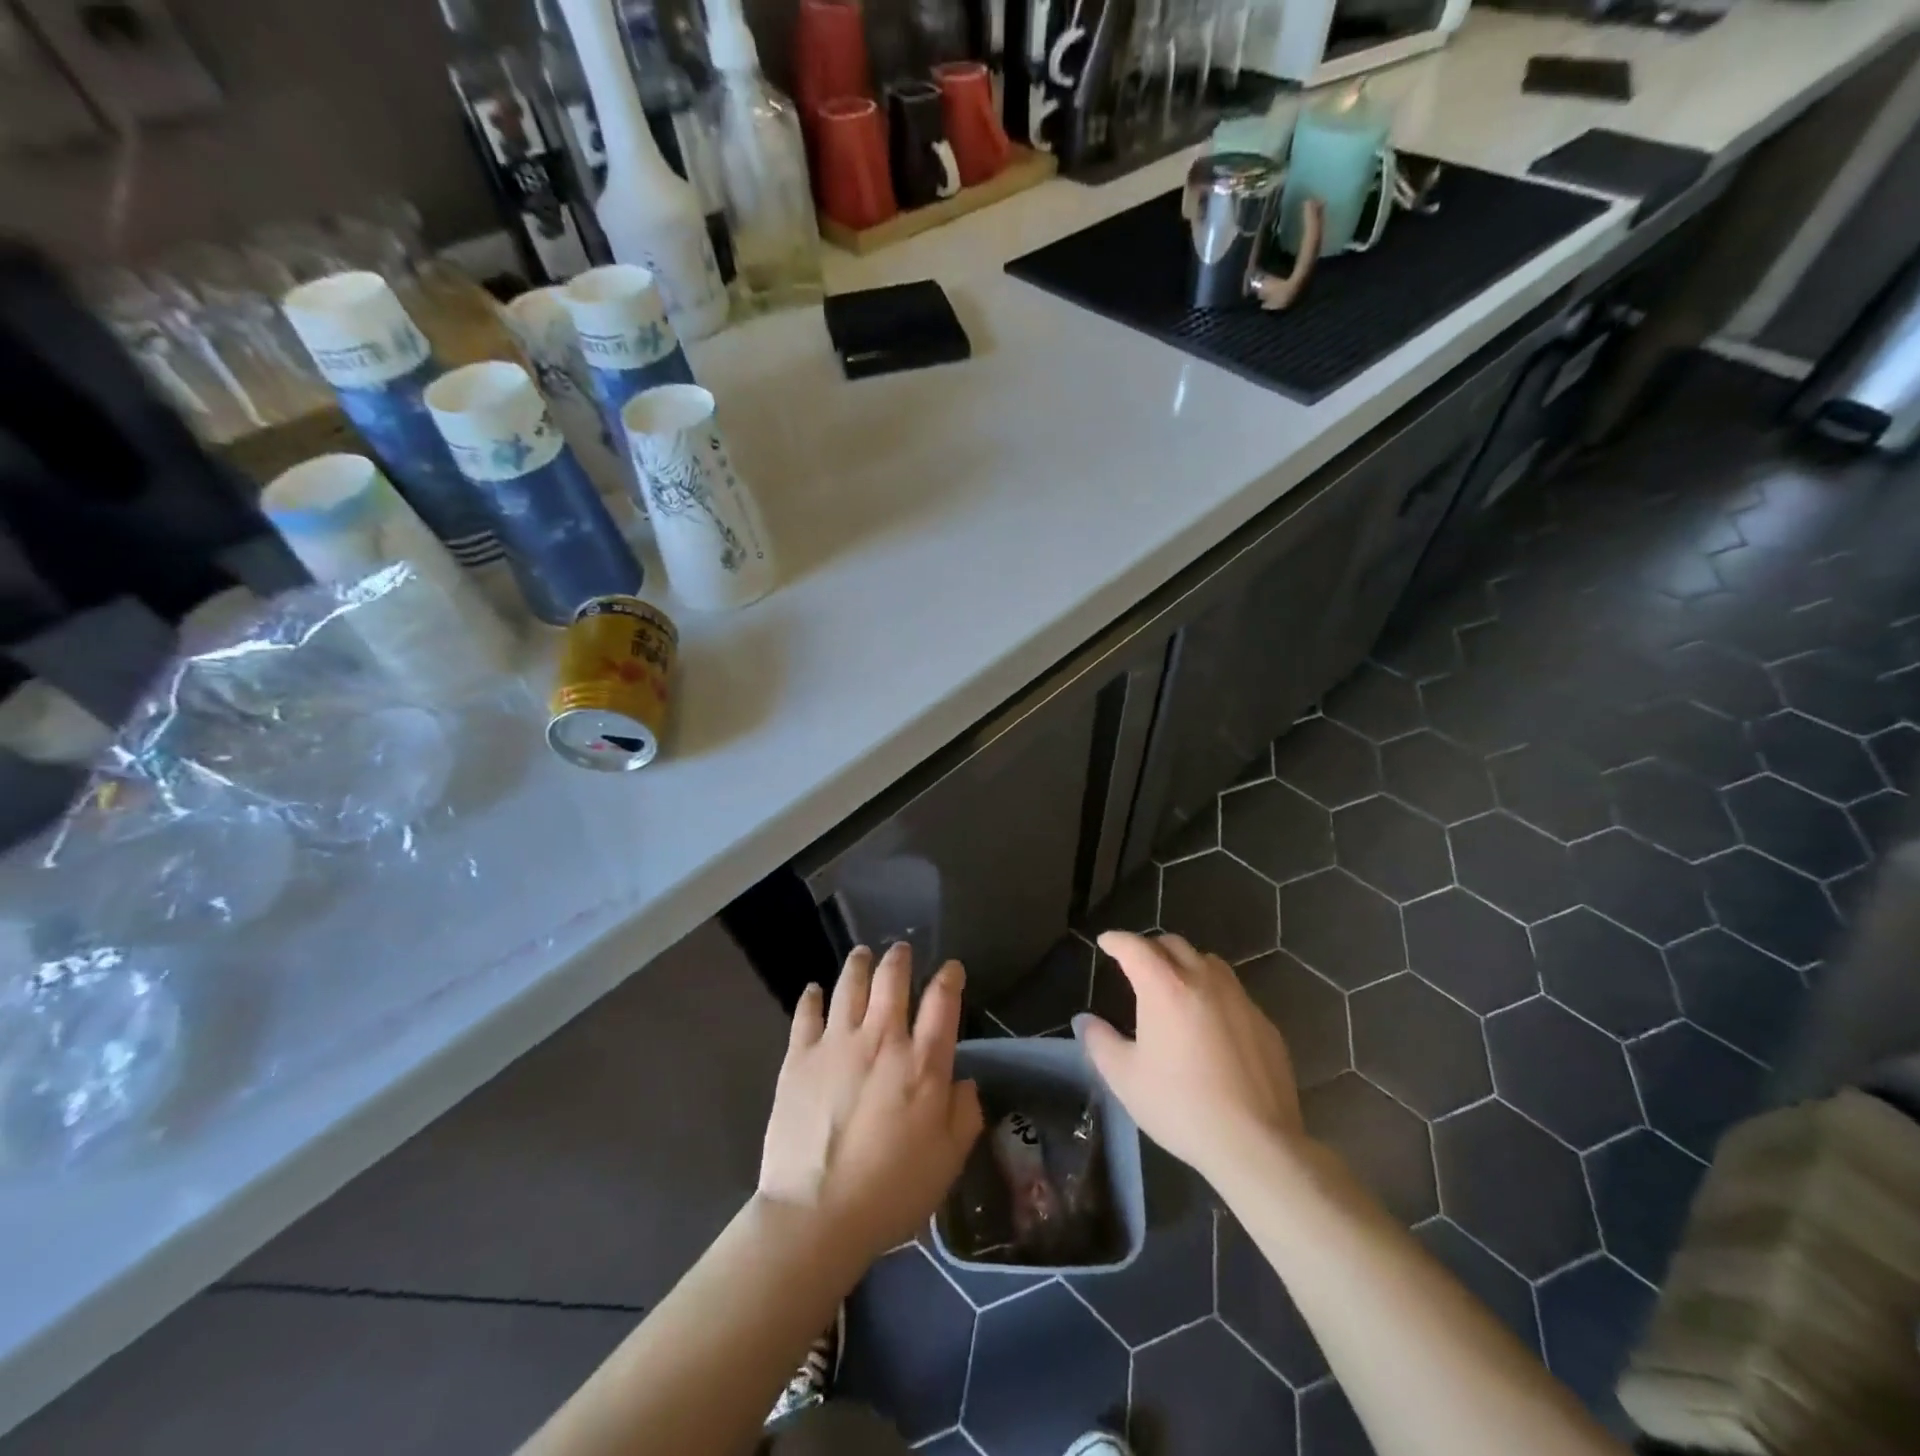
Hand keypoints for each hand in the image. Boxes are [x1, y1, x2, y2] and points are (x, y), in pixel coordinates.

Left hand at [757, 943, 984, 1266]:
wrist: (816, 1214)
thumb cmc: (891, 1191)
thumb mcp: (948, 1161)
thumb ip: (965, 1114)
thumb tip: (964, 1082)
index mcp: (922, 1063)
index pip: (942, 1001)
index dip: (949, 977)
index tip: (951, 969)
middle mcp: (882, 1039)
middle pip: (892, 979)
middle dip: (899, 959)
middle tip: (901, 950)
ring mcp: (837, 1043)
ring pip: (849, 984)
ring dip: (858, 964)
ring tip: (862, 955)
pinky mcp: (799, 1057)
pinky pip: (806, 1014)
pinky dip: (811, 997)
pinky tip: (813, 990)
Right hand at [1076, 932, 1303, 1186]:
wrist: (1256, 1144)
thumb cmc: (1180, 1106)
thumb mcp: (1125, 1078)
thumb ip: (1100, 1042)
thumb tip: (1086, 1021)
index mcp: (1165, 987)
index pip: (1135, 947)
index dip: (1117, 940)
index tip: (1106, 942)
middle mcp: (1204, 980)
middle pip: (1174, 945)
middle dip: (1151, 948)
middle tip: (1137, 965)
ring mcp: (1240, 999)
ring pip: (1209, 962)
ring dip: (1186, 964)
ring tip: (1175, 986)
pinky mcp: (1265, 1023)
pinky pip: (1234, 993)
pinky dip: (1214, 994)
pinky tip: (1211, 1024)